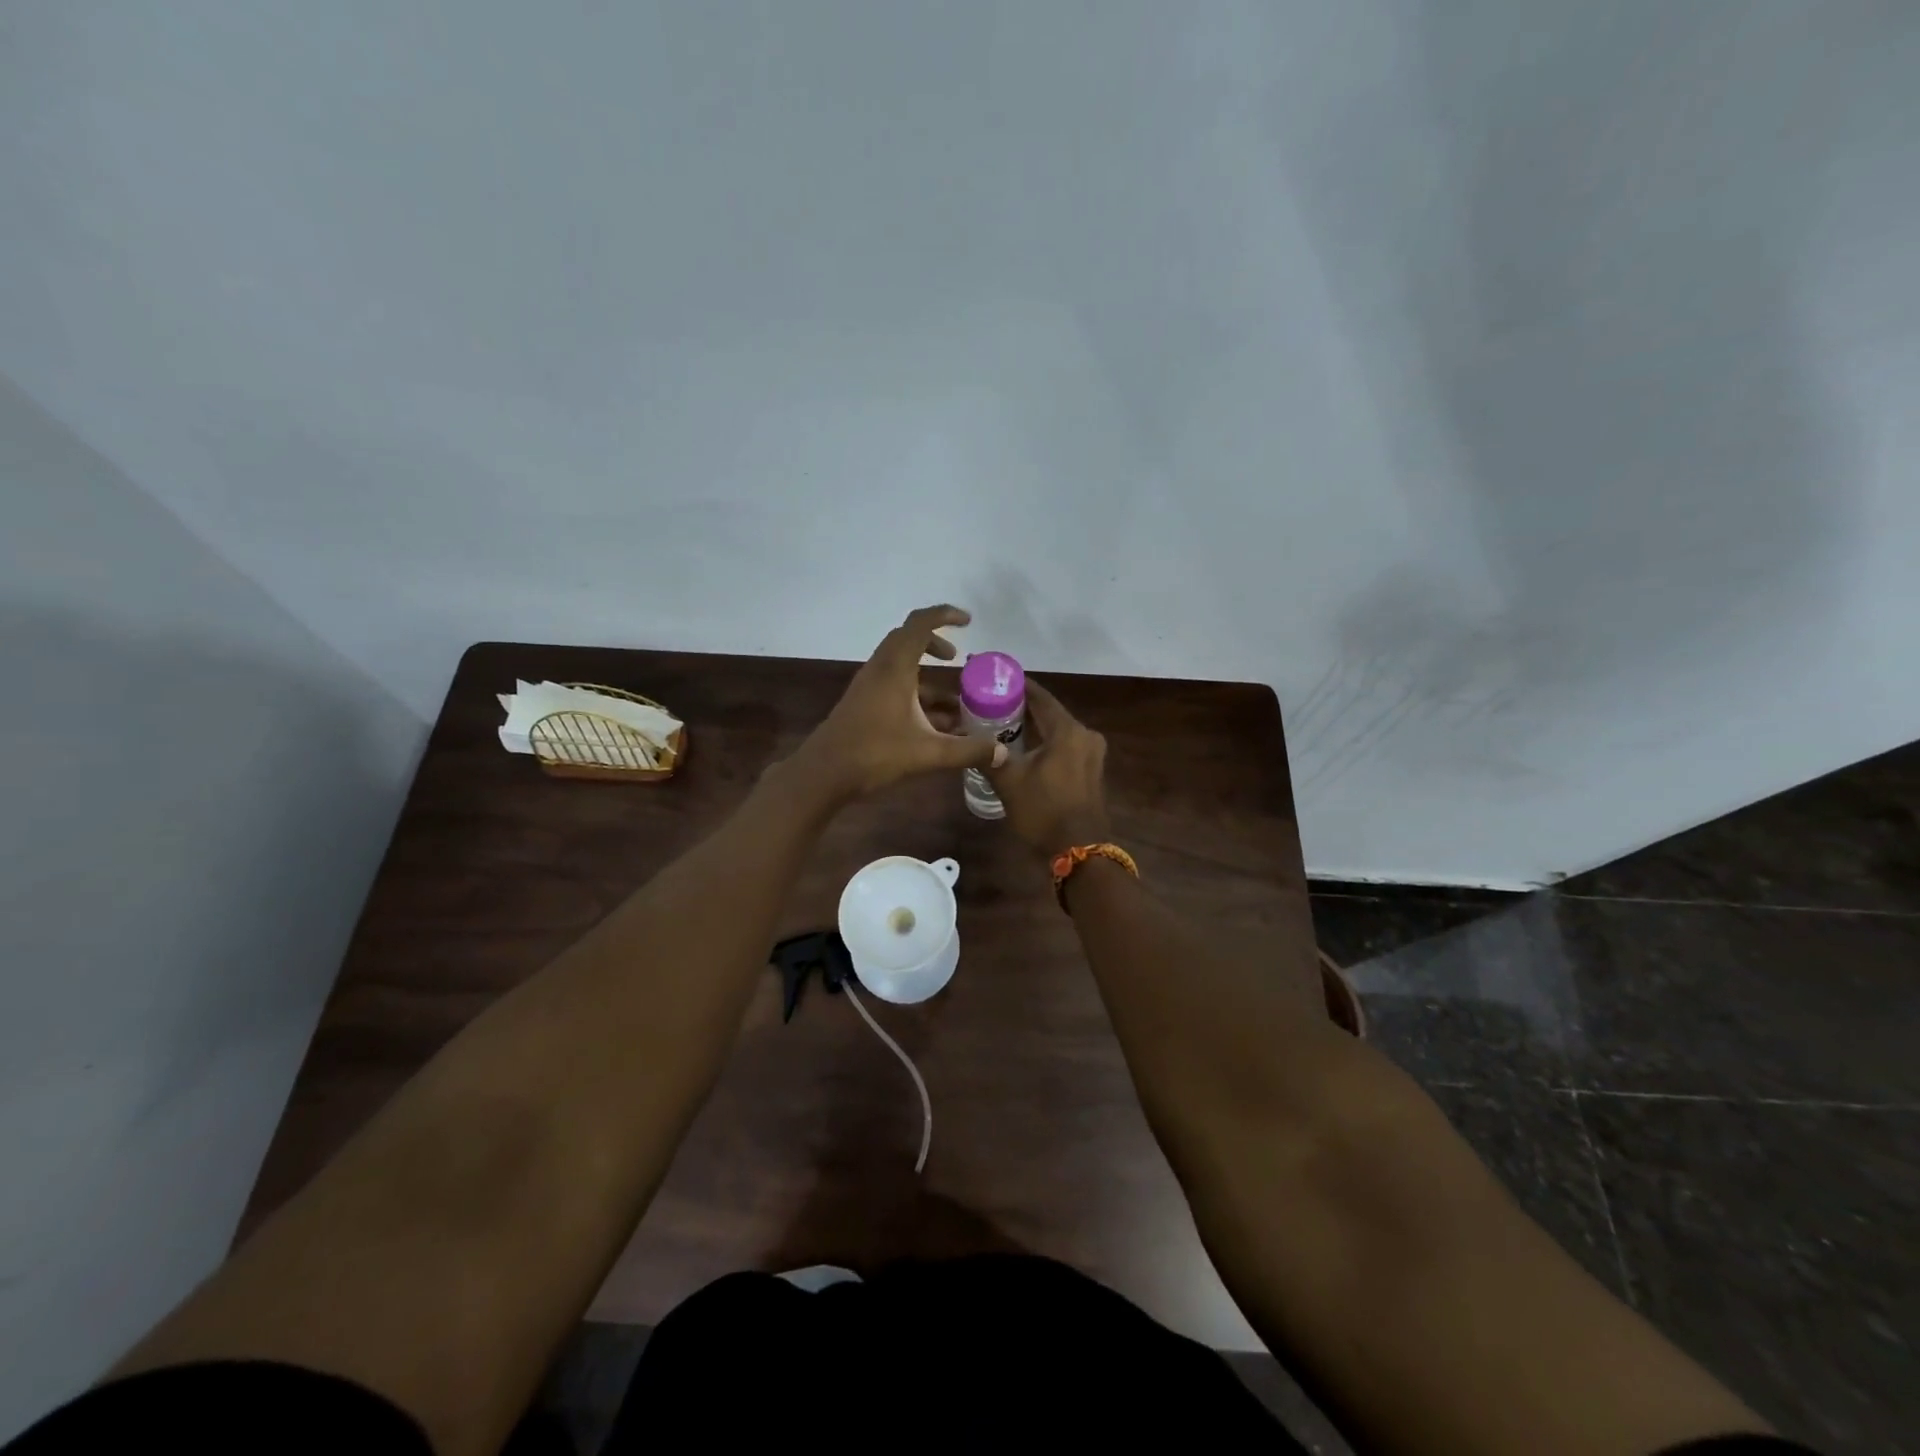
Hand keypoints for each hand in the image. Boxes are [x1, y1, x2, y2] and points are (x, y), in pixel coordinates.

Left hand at [793, 604, 1004, 801]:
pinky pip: (892, 684)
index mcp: (895, 669)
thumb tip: (1001, 751)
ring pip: (899, 665)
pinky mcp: (862, 702)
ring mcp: (868, 685)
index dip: (944, 615)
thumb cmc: (875, 754)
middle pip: (907, 639)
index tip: (967, 621)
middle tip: (956, 659)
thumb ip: (967, 751)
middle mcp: (880, 669)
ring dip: (925, 674)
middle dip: (935, 643)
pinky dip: (914, 692)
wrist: (823, 774)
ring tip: (952, 701)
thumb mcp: (928, 754)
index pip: (920, 624)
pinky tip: (932, 723)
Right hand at [985, 680, 1110, 856]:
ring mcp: (1092, 753)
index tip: (995, 678)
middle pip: (1049, 712)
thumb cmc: (1043, 811)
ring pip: (1057, 730)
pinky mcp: (1092, 770)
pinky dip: (1046, 741)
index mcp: (1068, 731)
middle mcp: (1085, 735)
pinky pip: (1065, 745)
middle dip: (1022, 707)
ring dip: (1034, 725)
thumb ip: (988, 756)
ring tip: (1003, 723)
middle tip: (991, 702)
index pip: (1040, 696)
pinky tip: (1024, 747)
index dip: (1017, 685)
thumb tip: (964, 738)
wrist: (1079, 851)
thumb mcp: (1009, 783)